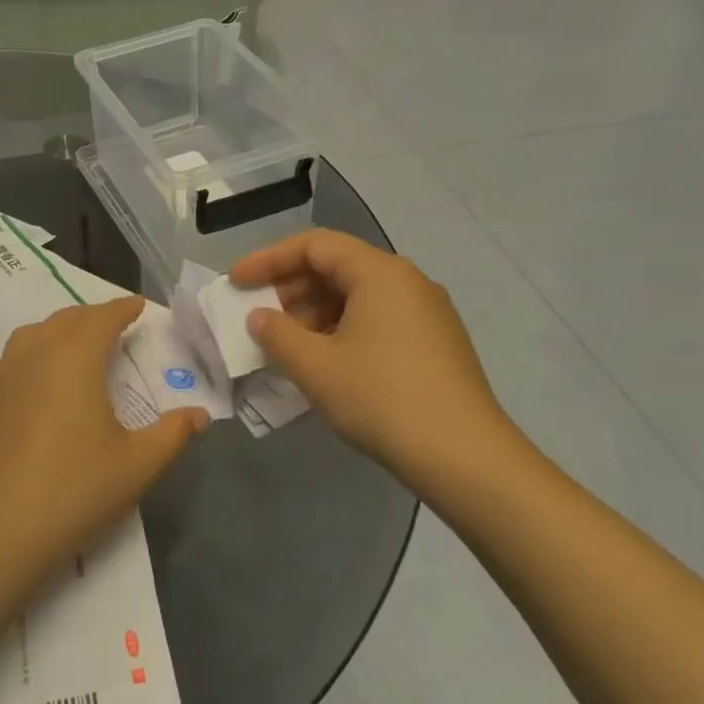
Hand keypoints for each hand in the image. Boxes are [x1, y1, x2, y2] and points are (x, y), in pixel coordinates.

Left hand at [0, 297, 208, 583]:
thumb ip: (173, 433)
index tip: (139, 306)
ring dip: (55, 330)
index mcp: (76, 357)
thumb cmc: (77, 487)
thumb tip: (200, 414)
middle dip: (92, 316)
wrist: (2, 527)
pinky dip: (16, 359)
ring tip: (73, 344)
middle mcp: (37, 355)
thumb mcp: (138, 463)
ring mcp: (5, 378)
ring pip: (30, 334)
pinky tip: (22, 377)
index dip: (123, 308)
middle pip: (66, 320)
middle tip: (115, 325)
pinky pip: (0, 365)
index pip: (102, 318)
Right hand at [230, 230, 511, 481]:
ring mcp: (426, 312)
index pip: (314, 245)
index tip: (237, 283)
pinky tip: (323, 360)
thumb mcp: (315, 366)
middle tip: (258, 315)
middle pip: (337, 266)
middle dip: (290, 287)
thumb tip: (259, 317)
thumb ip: (276, 334)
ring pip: (356, 294)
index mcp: (380, 273)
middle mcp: (407, 281)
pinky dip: (340, 328)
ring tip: (286, 343)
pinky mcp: (434, 342)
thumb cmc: (382, 399)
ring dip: (313, 311)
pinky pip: (376, 318)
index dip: (268, 259)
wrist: (466, 458)